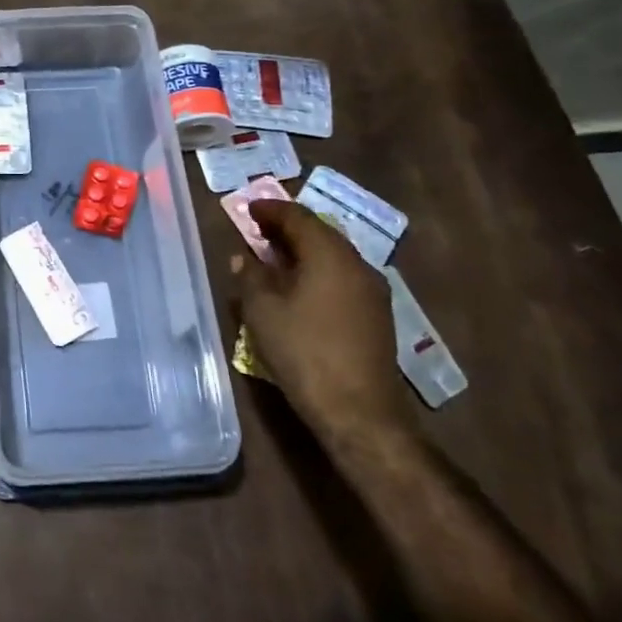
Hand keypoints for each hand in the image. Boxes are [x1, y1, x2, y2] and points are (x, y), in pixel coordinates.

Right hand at [238, 200, 407, 445]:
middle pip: (320, 233)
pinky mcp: (377, 316)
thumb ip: (250, 276)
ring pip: (334, 256)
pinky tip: (300, 288)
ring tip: (275, 258)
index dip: (271, 210)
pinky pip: (342, 278)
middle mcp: (357, 264)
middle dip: (288, 228)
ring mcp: (373, 291)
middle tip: (259, 230)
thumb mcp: (262, 311)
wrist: (360, 413)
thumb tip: (243, 258)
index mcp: (329, 255)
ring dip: (304, 251)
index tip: (248, 208)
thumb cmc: (304, 352)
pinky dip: (318, 271)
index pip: (298, 217)